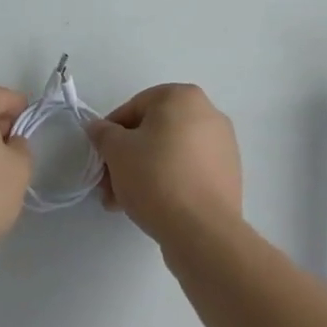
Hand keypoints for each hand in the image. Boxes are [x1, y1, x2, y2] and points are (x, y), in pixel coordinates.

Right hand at [89, 83, 241, 244]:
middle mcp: (208, 113)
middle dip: (126, 158)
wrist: (203, 230)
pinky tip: (150, 207)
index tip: (100, 158)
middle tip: (108, 186)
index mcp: (183, 96)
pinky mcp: (227, 174)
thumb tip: (99, 127)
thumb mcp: (117, 151)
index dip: (111, 133)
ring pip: (170, 153)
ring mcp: (222, 144)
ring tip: (123, 203)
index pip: (135, 107)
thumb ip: (103, 133)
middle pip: (154, 132)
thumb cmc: (156, 177)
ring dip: (143, 173)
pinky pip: (188, 170)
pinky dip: (168, 182)